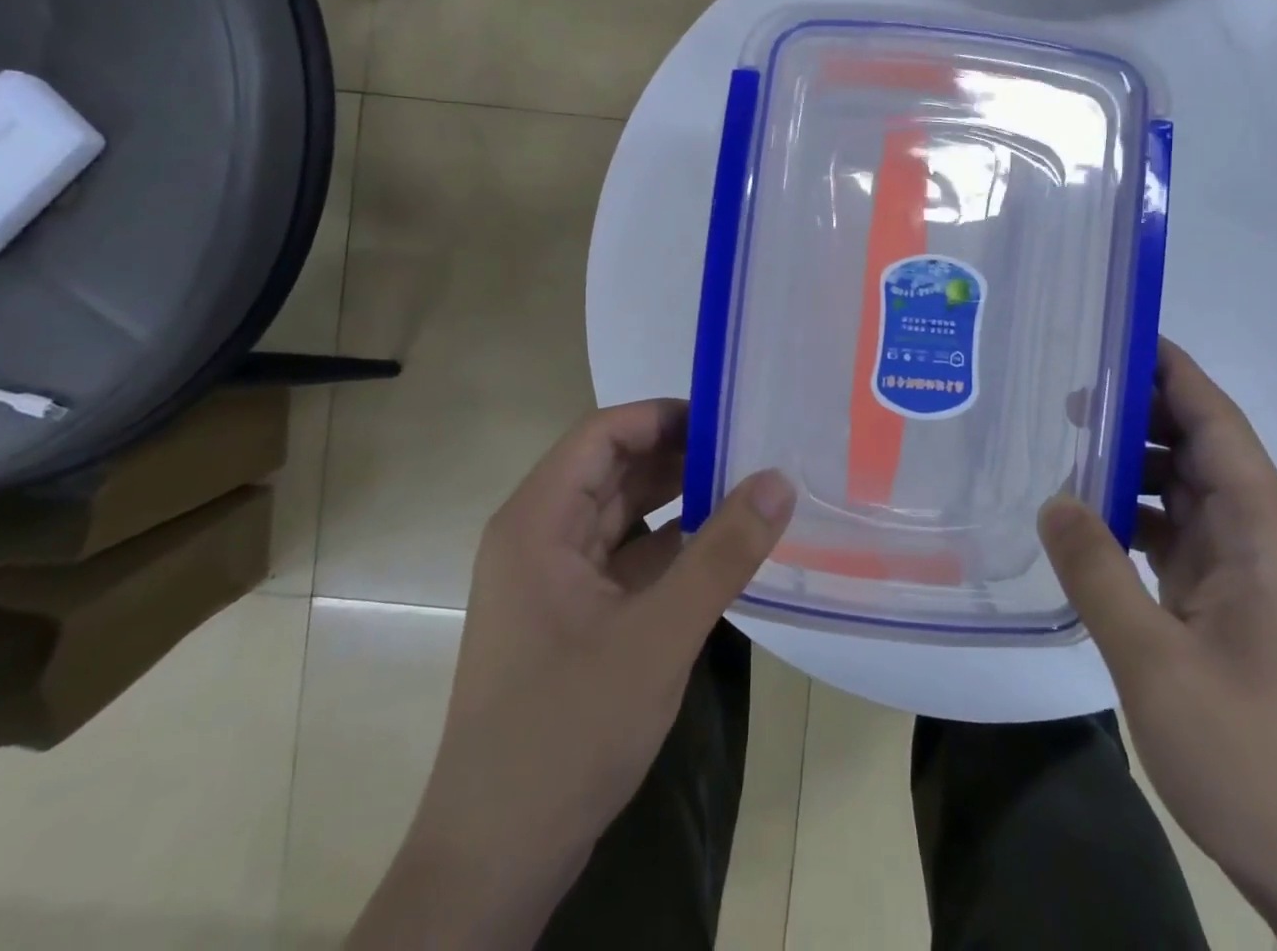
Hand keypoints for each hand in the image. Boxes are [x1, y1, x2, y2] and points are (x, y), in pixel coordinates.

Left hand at [350, 400, 794, 949]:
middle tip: (754, 450)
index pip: (603, 434)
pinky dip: (672, 546)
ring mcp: (555, 579)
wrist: (497, 860)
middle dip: (681, 456)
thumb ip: (722, 554)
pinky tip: (723, 548)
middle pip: (614, 469)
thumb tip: (779, 479)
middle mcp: (540, 536)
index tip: (729, 418)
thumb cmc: (566, 732)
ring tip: (750, 488)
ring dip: (680, 500)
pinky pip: (628, 558)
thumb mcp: (658, 636)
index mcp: (538, 521)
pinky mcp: (573, 615)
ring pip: (624, 515)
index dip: (663, 416)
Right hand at [1040, 342, 1276, 950]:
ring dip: (1134, 462)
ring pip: (1186, 489)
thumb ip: (1097, 571)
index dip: (1174, 372)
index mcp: (1264, 535)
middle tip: (1067, 388)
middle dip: (1142, 410)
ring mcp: (1246, 574)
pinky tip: (1086, 516)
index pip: (1219, 424)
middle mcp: (1261, 540)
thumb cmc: (1252, 759)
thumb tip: (1053, 498)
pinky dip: (1133, 512)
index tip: (1118, 333)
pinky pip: (1176, 532)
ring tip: (1066, 442)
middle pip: (1202, 447)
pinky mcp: (1227, 603)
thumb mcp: (1155, 662)